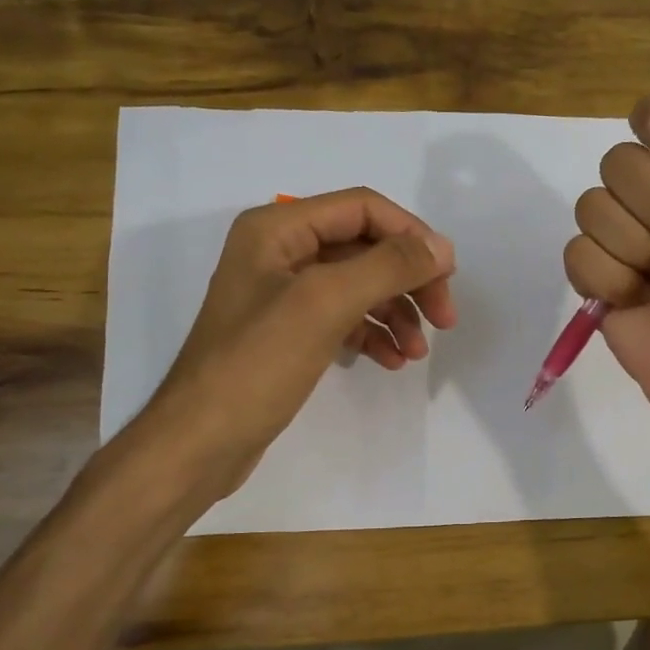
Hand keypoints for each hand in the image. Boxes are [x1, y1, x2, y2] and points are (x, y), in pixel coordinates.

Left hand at [135, 188, 456, 501]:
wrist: (201, 440)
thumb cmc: (258, 364)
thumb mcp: (325, 304)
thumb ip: (387, 267)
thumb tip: (441, 247)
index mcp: (278, 229)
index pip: (363, 209)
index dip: (411, 235)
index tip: (448, 276)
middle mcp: (280, 251)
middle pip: (365, 248)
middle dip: (408, 280)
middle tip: (445, 319)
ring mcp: (284, 294)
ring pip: (358, 287)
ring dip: (395, 313)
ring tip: (418, 352)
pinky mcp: (289, 333)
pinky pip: (343, 319)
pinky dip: (372, 335)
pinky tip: (391, 361)